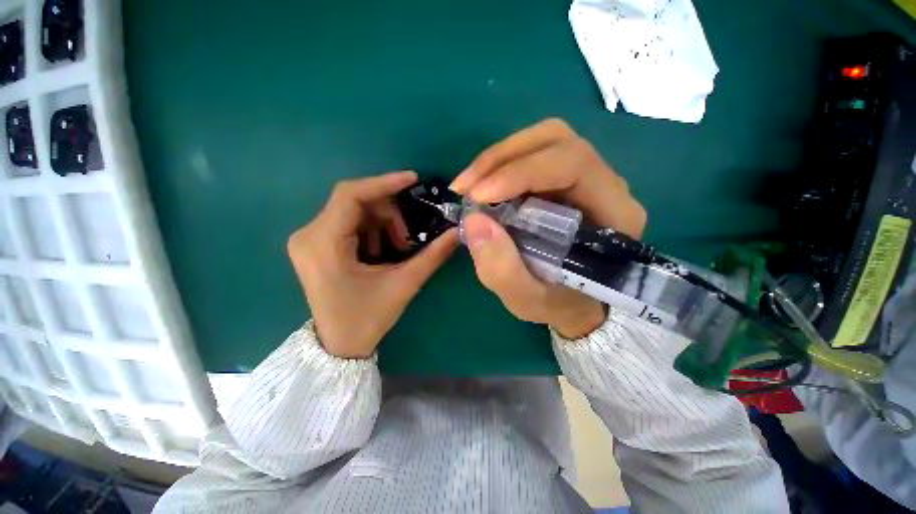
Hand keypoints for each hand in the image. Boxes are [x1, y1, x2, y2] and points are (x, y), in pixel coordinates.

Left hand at [288, 171, 458, 358]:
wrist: (339, 346)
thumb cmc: (366, 319)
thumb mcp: (403, 285)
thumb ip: (432, 256)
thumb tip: (457, 233)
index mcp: (323, 244)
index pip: (350, 195)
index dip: (384, 183)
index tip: (413, 179)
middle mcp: (308, 235)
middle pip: (355, 202)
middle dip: (388, 213)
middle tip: (409, 237)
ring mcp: (309, 239)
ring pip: (354, 212)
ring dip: (382, 224)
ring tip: (397, 249)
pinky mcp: (316, 245)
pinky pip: (349, 223)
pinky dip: (372, 231)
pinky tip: (382, 252)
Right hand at [450, 119, 645, 338]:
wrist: (573, 302)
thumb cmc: (558, 303)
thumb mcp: (527, 299)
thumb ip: (502, 270)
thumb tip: (473, 221)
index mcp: (613, 214)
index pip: (573, 165)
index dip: (521, 172)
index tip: (478, 196)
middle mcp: (605, 185)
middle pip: (556, 141)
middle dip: (503, 158)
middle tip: (466, 187)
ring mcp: (584, 178)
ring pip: (543, 142)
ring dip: (498, 159)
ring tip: (469, 186)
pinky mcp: (562, 180)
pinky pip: (532, 156)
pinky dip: (500, 166)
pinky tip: (481, 187)